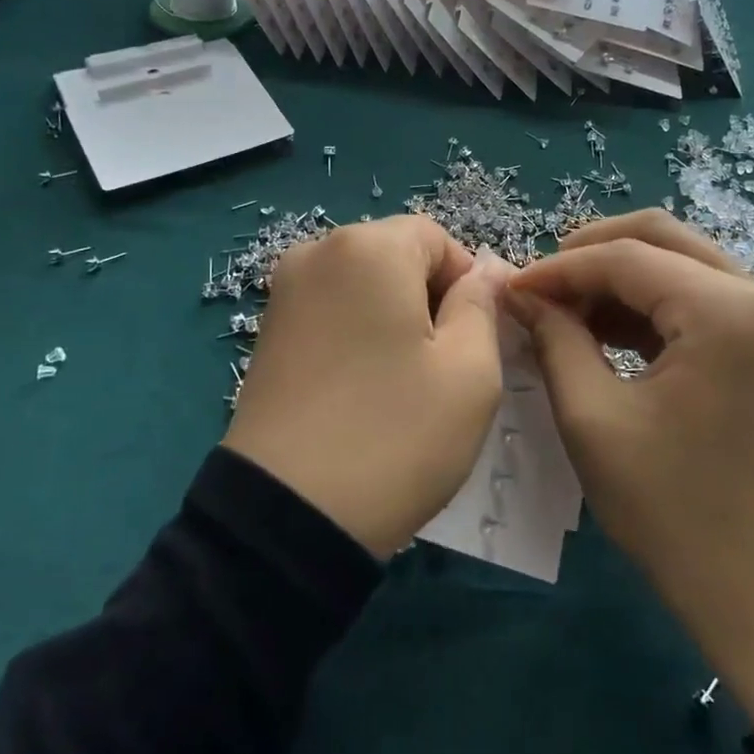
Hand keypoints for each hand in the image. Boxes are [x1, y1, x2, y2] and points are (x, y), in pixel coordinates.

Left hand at [224, 217, 509, 557]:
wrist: (287, 515)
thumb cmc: (395, 434)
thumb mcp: (470, 371)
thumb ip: (482, 305)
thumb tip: (486, 271)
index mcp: (368, 247)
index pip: (437, 238)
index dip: (467, 283)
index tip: (474, 341)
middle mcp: (317, 252)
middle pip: (397, 256)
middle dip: (429, 299)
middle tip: (443, 367)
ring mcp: (284, 292)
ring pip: (364, 286)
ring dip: (394, 319)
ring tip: (402, 382)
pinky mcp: (267, 331)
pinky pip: (331, 311)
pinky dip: (357, 335)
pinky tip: (363, 388)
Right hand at [507, 210, 753, 731]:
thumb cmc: (677, 515)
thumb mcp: (594, 420)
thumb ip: (555, 339)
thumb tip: (521, 293)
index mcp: (726, 310)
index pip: (623, 257)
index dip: (557, 269)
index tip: (509, 290)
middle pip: (660, 238)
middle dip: (590, 255)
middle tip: (539, 288)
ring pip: (681, 263)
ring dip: (619, 279)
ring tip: (564, 313)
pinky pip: (701, 300)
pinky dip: (649, 306)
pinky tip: (606, 333)